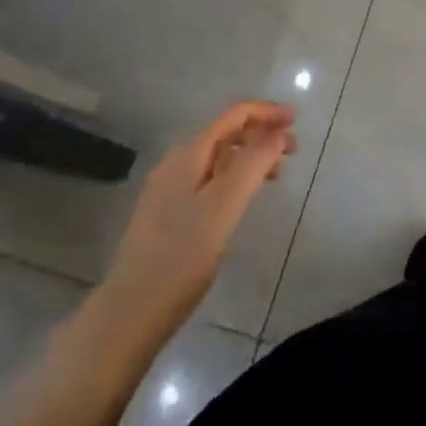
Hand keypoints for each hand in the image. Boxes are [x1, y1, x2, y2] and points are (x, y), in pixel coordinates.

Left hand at [94, 102, 296, 344]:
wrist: (129, 312)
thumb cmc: (182, 258)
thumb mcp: (224, 207)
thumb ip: (252, 164)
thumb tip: (278, 132)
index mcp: (188, 155)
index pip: (233, 116)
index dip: (266, 112)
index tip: (296, 120)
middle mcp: (176, 163)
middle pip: (225, 134)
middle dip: (261, 134)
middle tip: (293, 152)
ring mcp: (168, 189)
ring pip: (217, 158)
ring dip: (250, 156)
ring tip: (275, 175)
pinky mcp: (166, 213)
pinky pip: (208, 179)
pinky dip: (234, 177)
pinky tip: (242, 199)